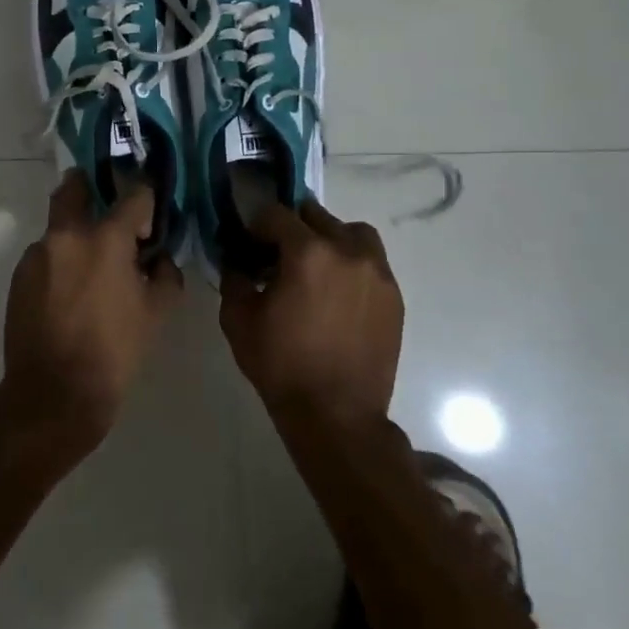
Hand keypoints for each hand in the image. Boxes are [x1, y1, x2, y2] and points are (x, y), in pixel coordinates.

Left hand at [0, 172, 182, 453]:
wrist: (55, 393)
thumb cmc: (115, 351)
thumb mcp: (156, 313)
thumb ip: (165, 274)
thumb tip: (159, 257)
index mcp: (105, 239)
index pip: (134, 195)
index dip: (146, 200)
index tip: (150, 219)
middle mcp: (66, 235)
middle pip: (75, 186)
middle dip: (92, 186)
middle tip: (109, 207)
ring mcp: (37, 254)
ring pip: (58, 226)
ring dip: (76, 234)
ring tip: (92, 268)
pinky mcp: (19, 276)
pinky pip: (45, 255)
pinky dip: (61, 261)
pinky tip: (70, 292)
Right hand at [219, 201, 402, 426]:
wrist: (336, 414)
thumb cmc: (281, 365)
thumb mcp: (239, 320)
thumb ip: (234, 278)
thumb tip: (236, 259)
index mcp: (307, 252)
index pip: (276, 214)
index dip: (256, 224)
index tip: (247, 242)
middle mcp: (348, 250)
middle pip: (316, 216)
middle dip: (292, 228)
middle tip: (277, 254)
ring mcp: (377, 272)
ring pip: (352, 232)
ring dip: (329, 238)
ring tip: (315, 266)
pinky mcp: (393, 295)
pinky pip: (371, 262)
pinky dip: (351, 264)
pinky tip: (336, 292)